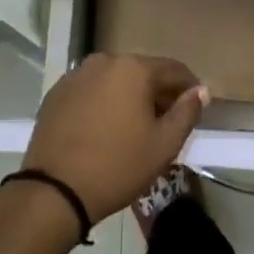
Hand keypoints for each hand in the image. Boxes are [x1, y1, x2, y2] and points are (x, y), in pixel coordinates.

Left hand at [22, 54, 207, 221]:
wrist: (54, 191)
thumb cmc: (118, 166)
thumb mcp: (164, 145)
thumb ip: (187, 112)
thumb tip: (200, 91)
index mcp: (133, 69)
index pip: (173, 69)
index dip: (189, 87)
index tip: (196, 107)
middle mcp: (103, 62)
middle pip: (142, 72)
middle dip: (158, 93)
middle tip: (167, 122)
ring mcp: (75, 76)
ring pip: (114, 81)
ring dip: (129, 97)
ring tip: (134, 127)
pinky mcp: (55, 94)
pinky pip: (90, 91)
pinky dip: (103, 103)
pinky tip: (105, 129)